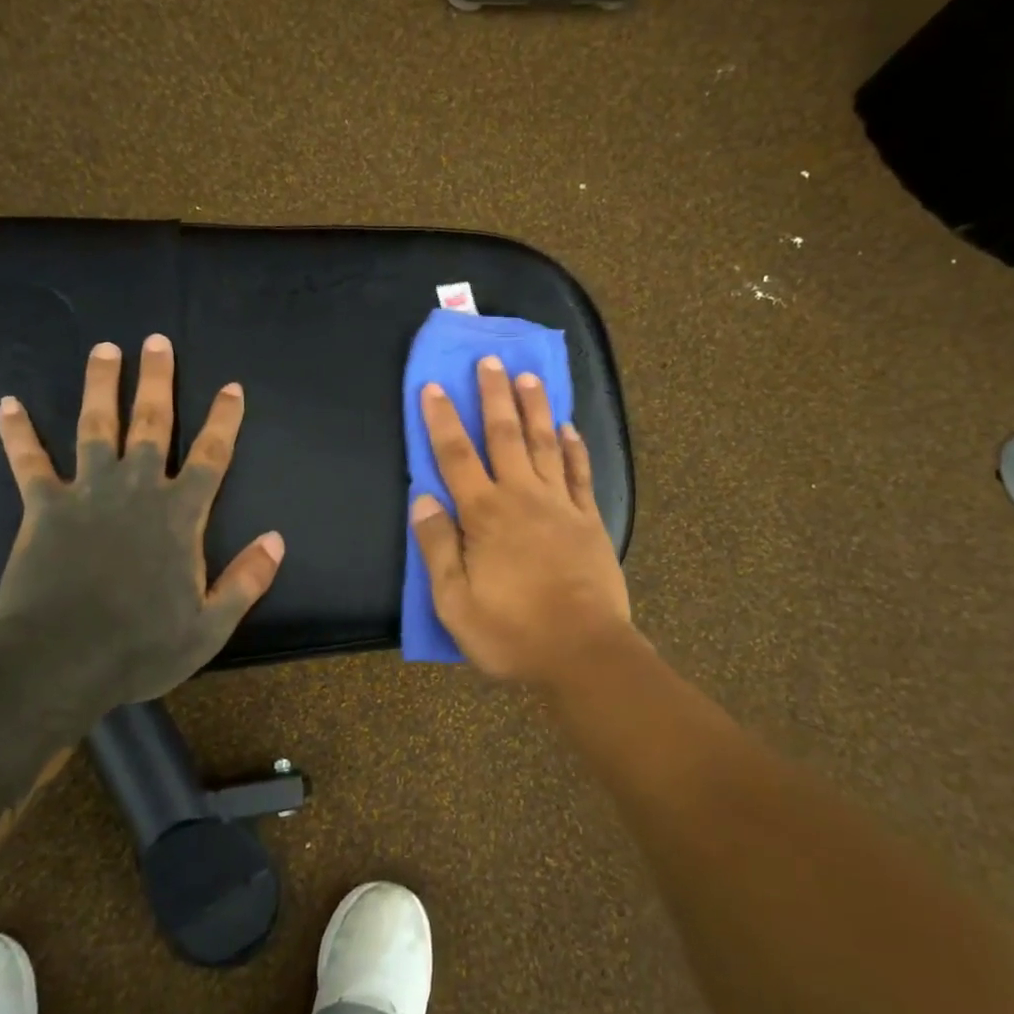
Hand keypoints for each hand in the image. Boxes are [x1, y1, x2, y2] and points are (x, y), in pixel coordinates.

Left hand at [0, 333, 284, 707]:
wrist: (60, 663)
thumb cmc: (141, 646)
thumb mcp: (210, 624)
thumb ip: (246, 579)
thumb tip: (277, 539)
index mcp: (180, 515)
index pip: (210, 455)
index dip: (224, 419)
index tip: (231, 387)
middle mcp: (136, 490)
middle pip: (152, 424)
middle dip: (158, 381)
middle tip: (156, 341)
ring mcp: (87, 493)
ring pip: (96, 427)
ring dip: (101, 386)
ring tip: (104, 349)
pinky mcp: (43, 507)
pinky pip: (29, 462)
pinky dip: (18, 433)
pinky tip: (8, 403)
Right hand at [410, 355, 631, 683]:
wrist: (584, 653)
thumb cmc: (511, 632)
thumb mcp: (454, 602)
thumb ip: (437, 547)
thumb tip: (423, 499)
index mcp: (484, 515)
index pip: (456, 456)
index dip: (442, 420)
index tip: (434, 386)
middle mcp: (522, 497)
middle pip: (505, 436)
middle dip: (494, 396)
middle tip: (491, 360)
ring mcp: (560, 506)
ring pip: (545, 444)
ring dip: (535, 408)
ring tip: (529, 376)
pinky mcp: (590, 520)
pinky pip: (580, 474)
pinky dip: (575, 448)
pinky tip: (570, 428)